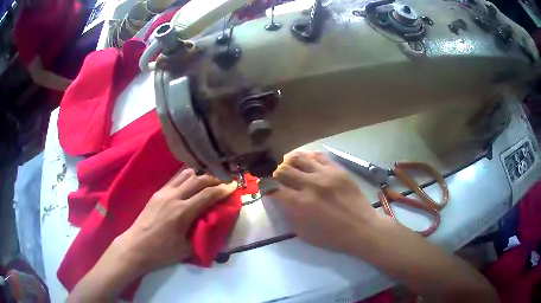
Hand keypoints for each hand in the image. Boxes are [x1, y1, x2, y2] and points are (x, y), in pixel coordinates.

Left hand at [69, 168, 236, 301]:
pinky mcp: (157, 192)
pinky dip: (187, 175)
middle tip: (225, 180)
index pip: (207, 194)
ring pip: (185, 174)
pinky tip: (192, 179)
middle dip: (214, 178)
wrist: (135, 246)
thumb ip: (201, 234)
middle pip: (198, 179)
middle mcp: (173, 197)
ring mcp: (163, 192)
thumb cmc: (161, 252)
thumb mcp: (186, 249)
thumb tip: (213, 224)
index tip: (234, 185)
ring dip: (200, 174)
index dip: (222, 189)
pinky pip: (175, 178)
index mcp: (182, 212)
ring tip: (210, 178)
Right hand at [271, 151, 379, 253]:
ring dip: (290, 162)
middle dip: (276, 174)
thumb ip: (289, 214)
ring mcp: (325, 174)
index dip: (266, 187)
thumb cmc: (332, 236)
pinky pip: (319, 156)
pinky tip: (307, 162)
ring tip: (290, 165)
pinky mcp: (338, 170)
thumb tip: (280, 199)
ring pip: (299, 158)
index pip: (273, 188)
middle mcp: (310, 185)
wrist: (362, 228)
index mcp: (299, 204)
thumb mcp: (303, 232)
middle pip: (283, 169)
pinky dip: (308, 157)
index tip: (267, 188)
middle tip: (278, 178)